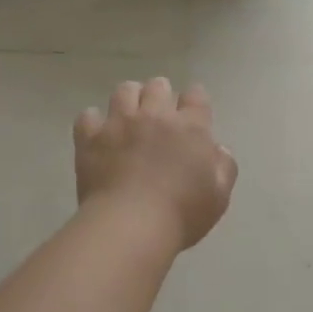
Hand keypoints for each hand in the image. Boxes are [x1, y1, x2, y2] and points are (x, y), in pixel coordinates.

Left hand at [74, 78, 236, 250]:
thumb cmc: (182, 213)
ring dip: (129, 99)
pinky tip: (98, 134)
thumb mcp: (219, 196)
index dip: (195, 100)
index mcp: (190, 127)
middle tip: (159, 115)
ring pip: (124, 91)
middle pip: (158, 86)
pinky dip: (93, 122)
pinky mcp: (91, 137)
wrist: (131, 225)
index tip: (192, 112)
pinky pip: (88, 116)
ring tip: (128, 116)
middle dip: (160, 95)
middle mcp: (155, 116)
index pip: (196, 96)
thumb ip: (224, 167)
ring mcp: (120, 123)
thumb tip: (218, 149)